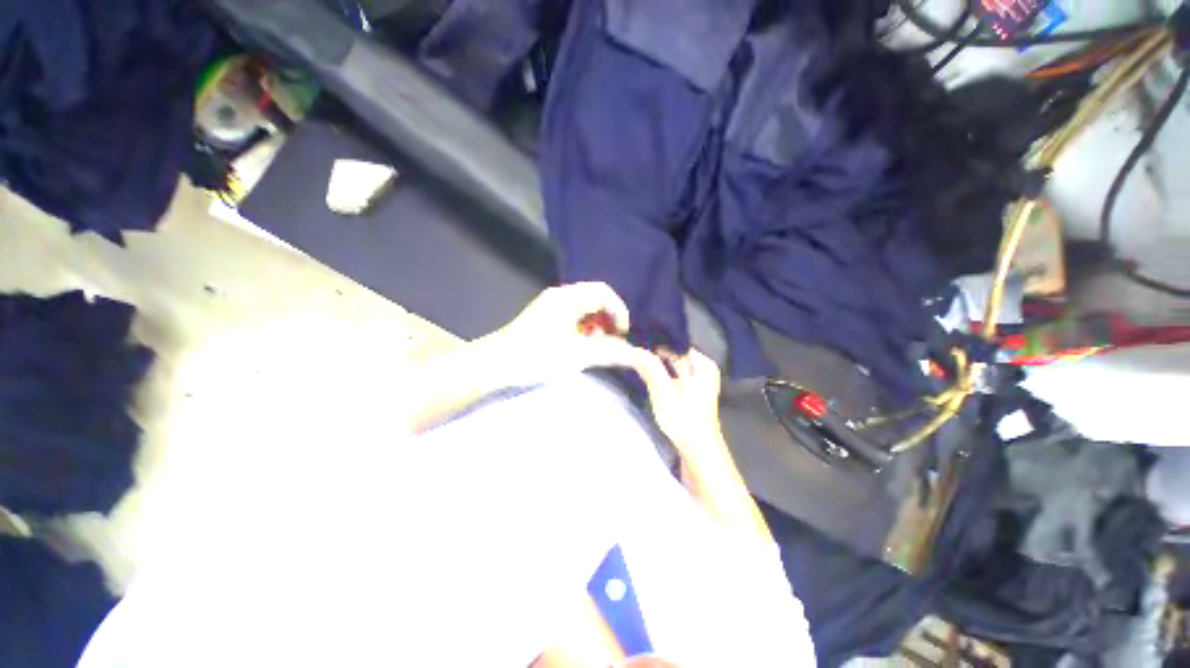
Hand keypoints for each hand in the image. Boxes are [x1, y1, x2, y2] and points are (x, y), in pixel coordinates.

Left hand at [478, 282, 657, 386]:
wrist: (495, 364)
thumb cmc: (536, 356)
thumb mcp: (577, 355)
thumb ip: (608, 352)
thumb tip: (634, 354)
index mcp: (567, 298)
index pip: (604, 293)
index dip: (619, 311)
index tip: (622, 334)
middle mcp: (560, 296)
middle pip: (595, 299)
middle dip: (608, 319)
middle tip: (611, 341)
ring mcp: (551, 305)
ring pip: (585, 308)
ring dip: (596, 325)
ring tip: (596, 346)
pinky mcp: (545, 317)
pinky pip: (574, 316)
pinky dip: (584, 329)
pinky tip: (581, 345)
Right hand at [632, 347, 725, 455]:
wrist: (698, 451)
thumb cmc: (684, 420)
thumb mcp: (664, 392)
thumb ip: (650, 368)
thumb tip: (633, 348)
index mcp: (702, 362)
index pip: (675, 341)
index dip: (655, 338)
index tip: (634, 336)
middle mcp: (702, 366)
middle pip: (673, 350)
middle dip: (653, 349)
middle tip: (630, 345)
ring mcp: (696, 378)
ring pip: (671, 361)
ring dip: (654, 360)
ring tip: (633, 354)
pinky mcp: (689, 389)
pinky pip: (672, 371)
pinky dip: (659, 370)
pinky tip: (644, 369)